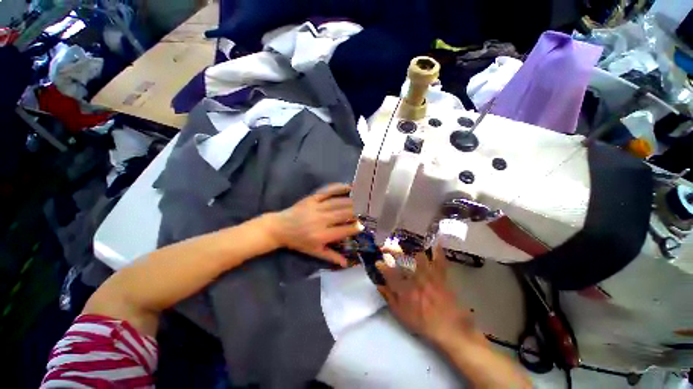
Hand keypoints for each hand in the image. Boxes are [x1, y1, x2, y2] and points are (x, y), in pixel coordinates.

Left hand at [269, 183, 359, 266]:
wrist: (280, 228)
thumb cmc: (298, 242)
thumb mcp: (314, 252)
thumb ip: (331, 257)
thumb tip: (347, 264)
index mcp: (322, 235)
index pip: (344, 230)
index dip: (356, 227)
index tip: (364, 225)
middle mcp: (321, 220)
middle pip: (344, 214)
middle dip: (358, 212)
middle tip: (368, 210)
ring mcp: (316, 207)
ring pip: (338, 202)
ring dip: (352, 201)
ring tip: (363, 199)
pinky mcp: (312, 198)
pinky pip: (327, 191)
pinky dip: (338, 188)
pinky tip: (348, 187)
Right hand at [377, 245, 472, 344]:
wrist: (450, 328)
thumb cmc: (423, 323)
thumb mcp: (401, 315)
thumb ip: (389, 298)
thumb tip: (379, 285)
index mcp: (405, 290)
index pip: (389, 274)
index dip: (382, 266)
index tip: (377, 262)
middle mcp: (415, 279)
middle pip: (402, 260)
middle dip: (391, 251)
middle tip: (386, 248)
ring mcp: (429, 275)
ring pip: (418, 256)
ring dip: (410, 249)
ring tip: (405, 246)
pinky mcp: (440, 275)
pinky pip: (439, 260)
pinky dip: (438, 250)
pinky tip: (436, 240)